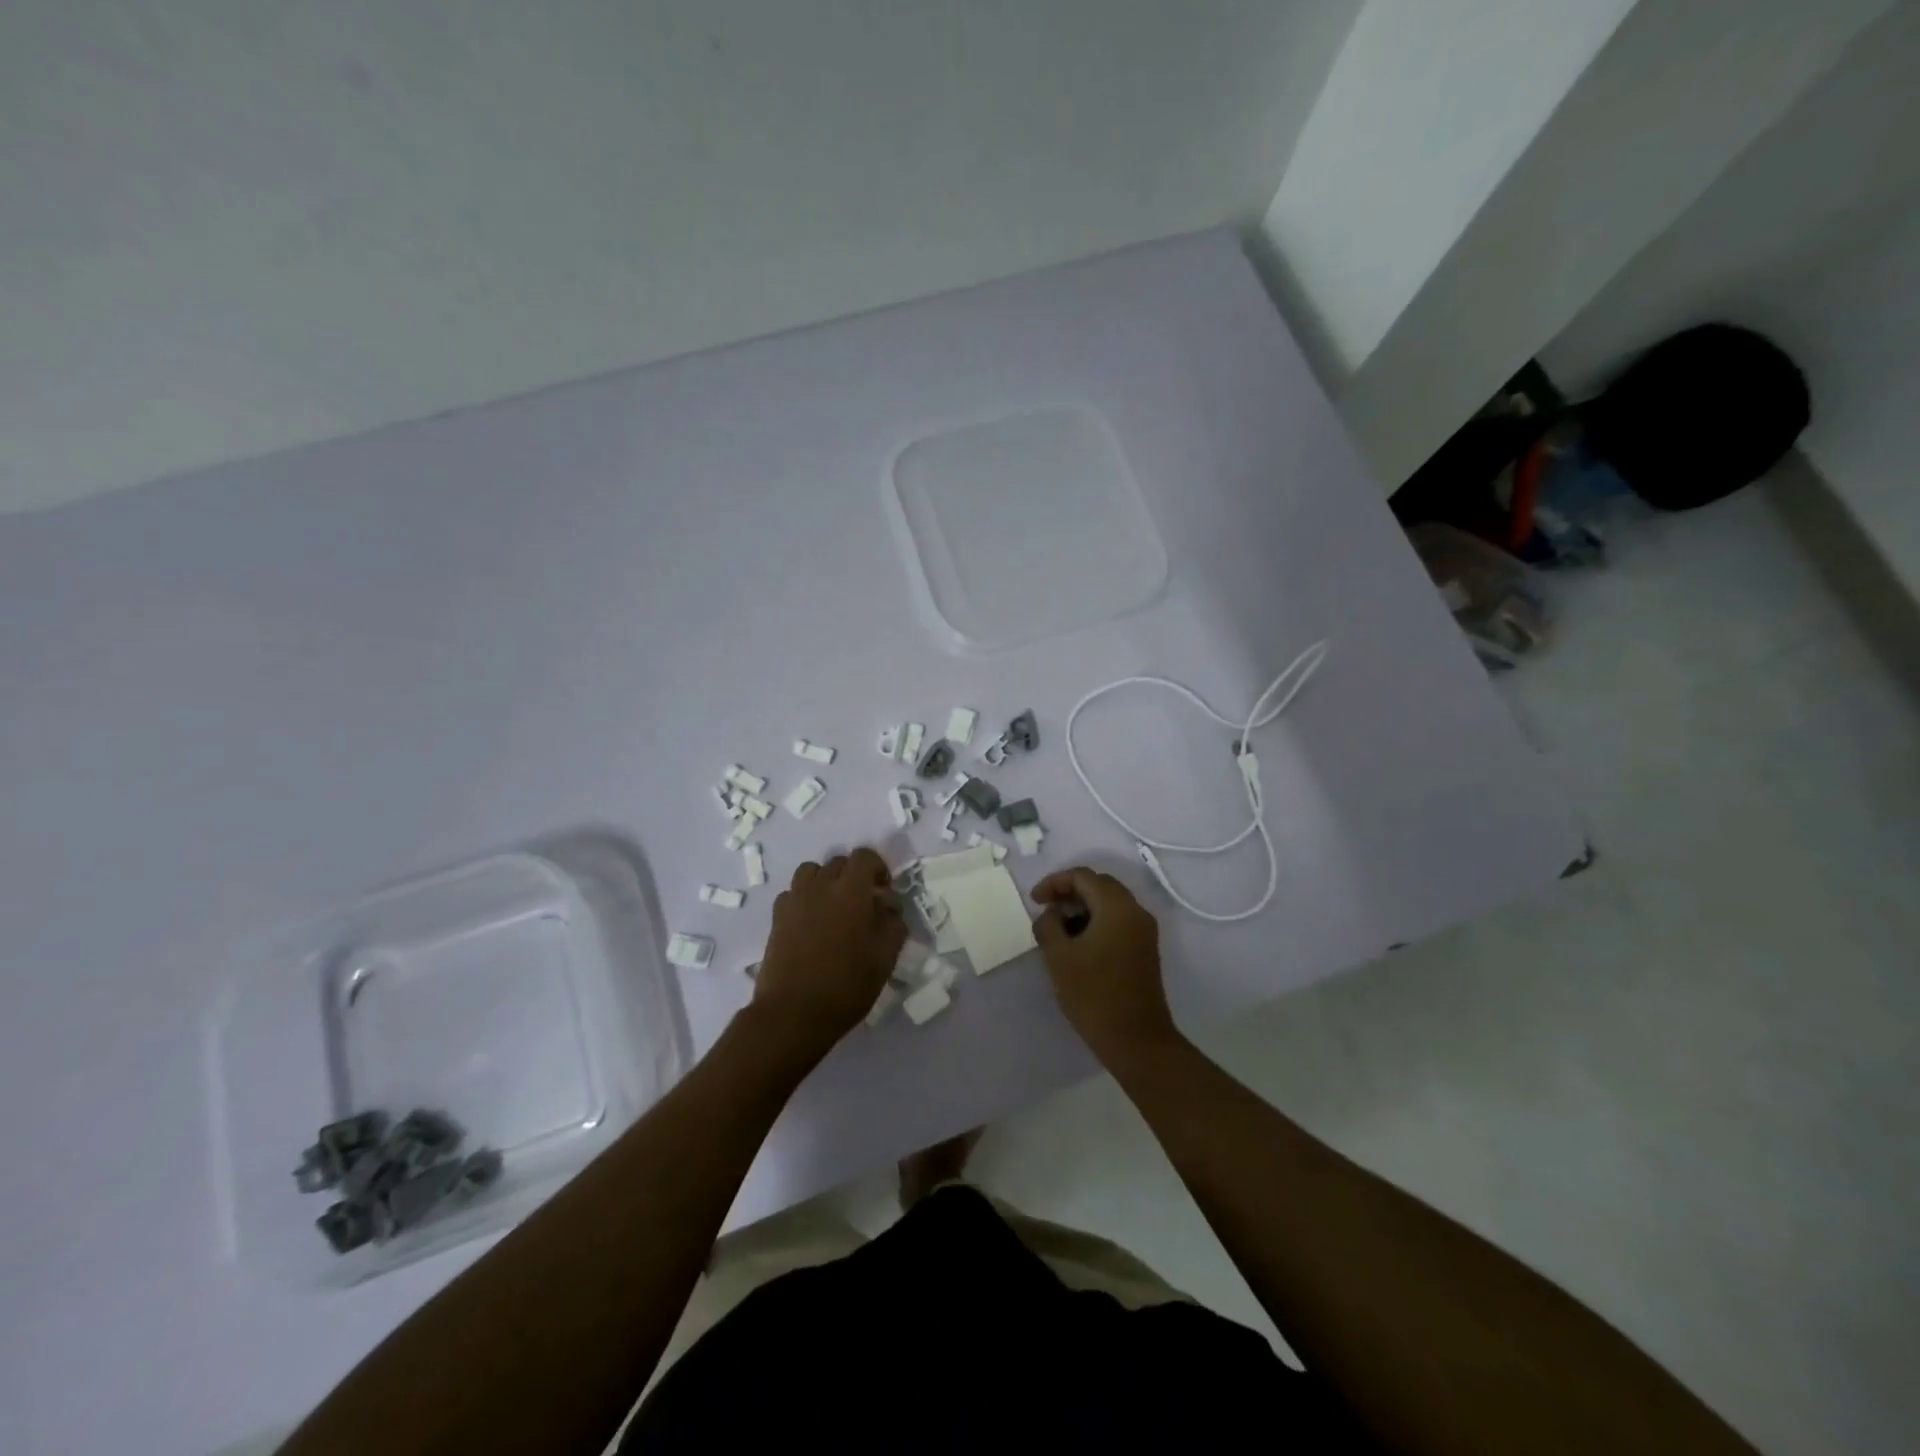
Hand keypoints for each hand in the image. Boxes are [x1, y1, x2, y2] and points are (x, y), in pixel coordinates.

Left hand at [752, 848, 905, 1062]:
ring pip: (812, 872)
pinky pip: (792, 893)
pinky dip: (804, 898)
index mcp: (851, 891)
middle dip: (854, 876)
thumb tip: (889, 907)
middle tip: (863, 904)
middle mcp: (821, 886)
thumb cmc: (847, 985)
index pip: (864, 856)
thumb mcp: (885, 958)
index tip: (883, 892)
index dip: (878, 868)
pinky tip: (811, 923)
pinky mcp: (777, 917)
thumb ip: (893, 924)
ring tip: (834, 908)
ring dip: (826, 881)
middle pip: (839, 862)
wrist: (793, 1013)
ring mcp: (795, 900)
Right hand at [1032, 868, 1179, 1068]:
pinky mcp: (1145, 950)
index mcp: (1117, 906)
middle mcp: (1136, 911)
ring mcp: (1144, 931)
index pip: (1083, 876)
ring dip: (1082, 908)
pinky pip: (1118, 921)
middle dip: (1069, 892)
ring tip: (1058, 930)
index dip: (1054, 882)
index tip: (1034, 901)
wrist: (1136, 1040)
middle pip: (1099, 885)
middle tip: (1045, 909)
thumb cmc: (1094, 994)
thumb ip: (1049, 925)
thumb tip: (1051, 914)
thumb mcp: (1059, 957)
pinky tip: (1078, 945)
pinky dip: (1096, 922)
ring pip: (1109, 903)